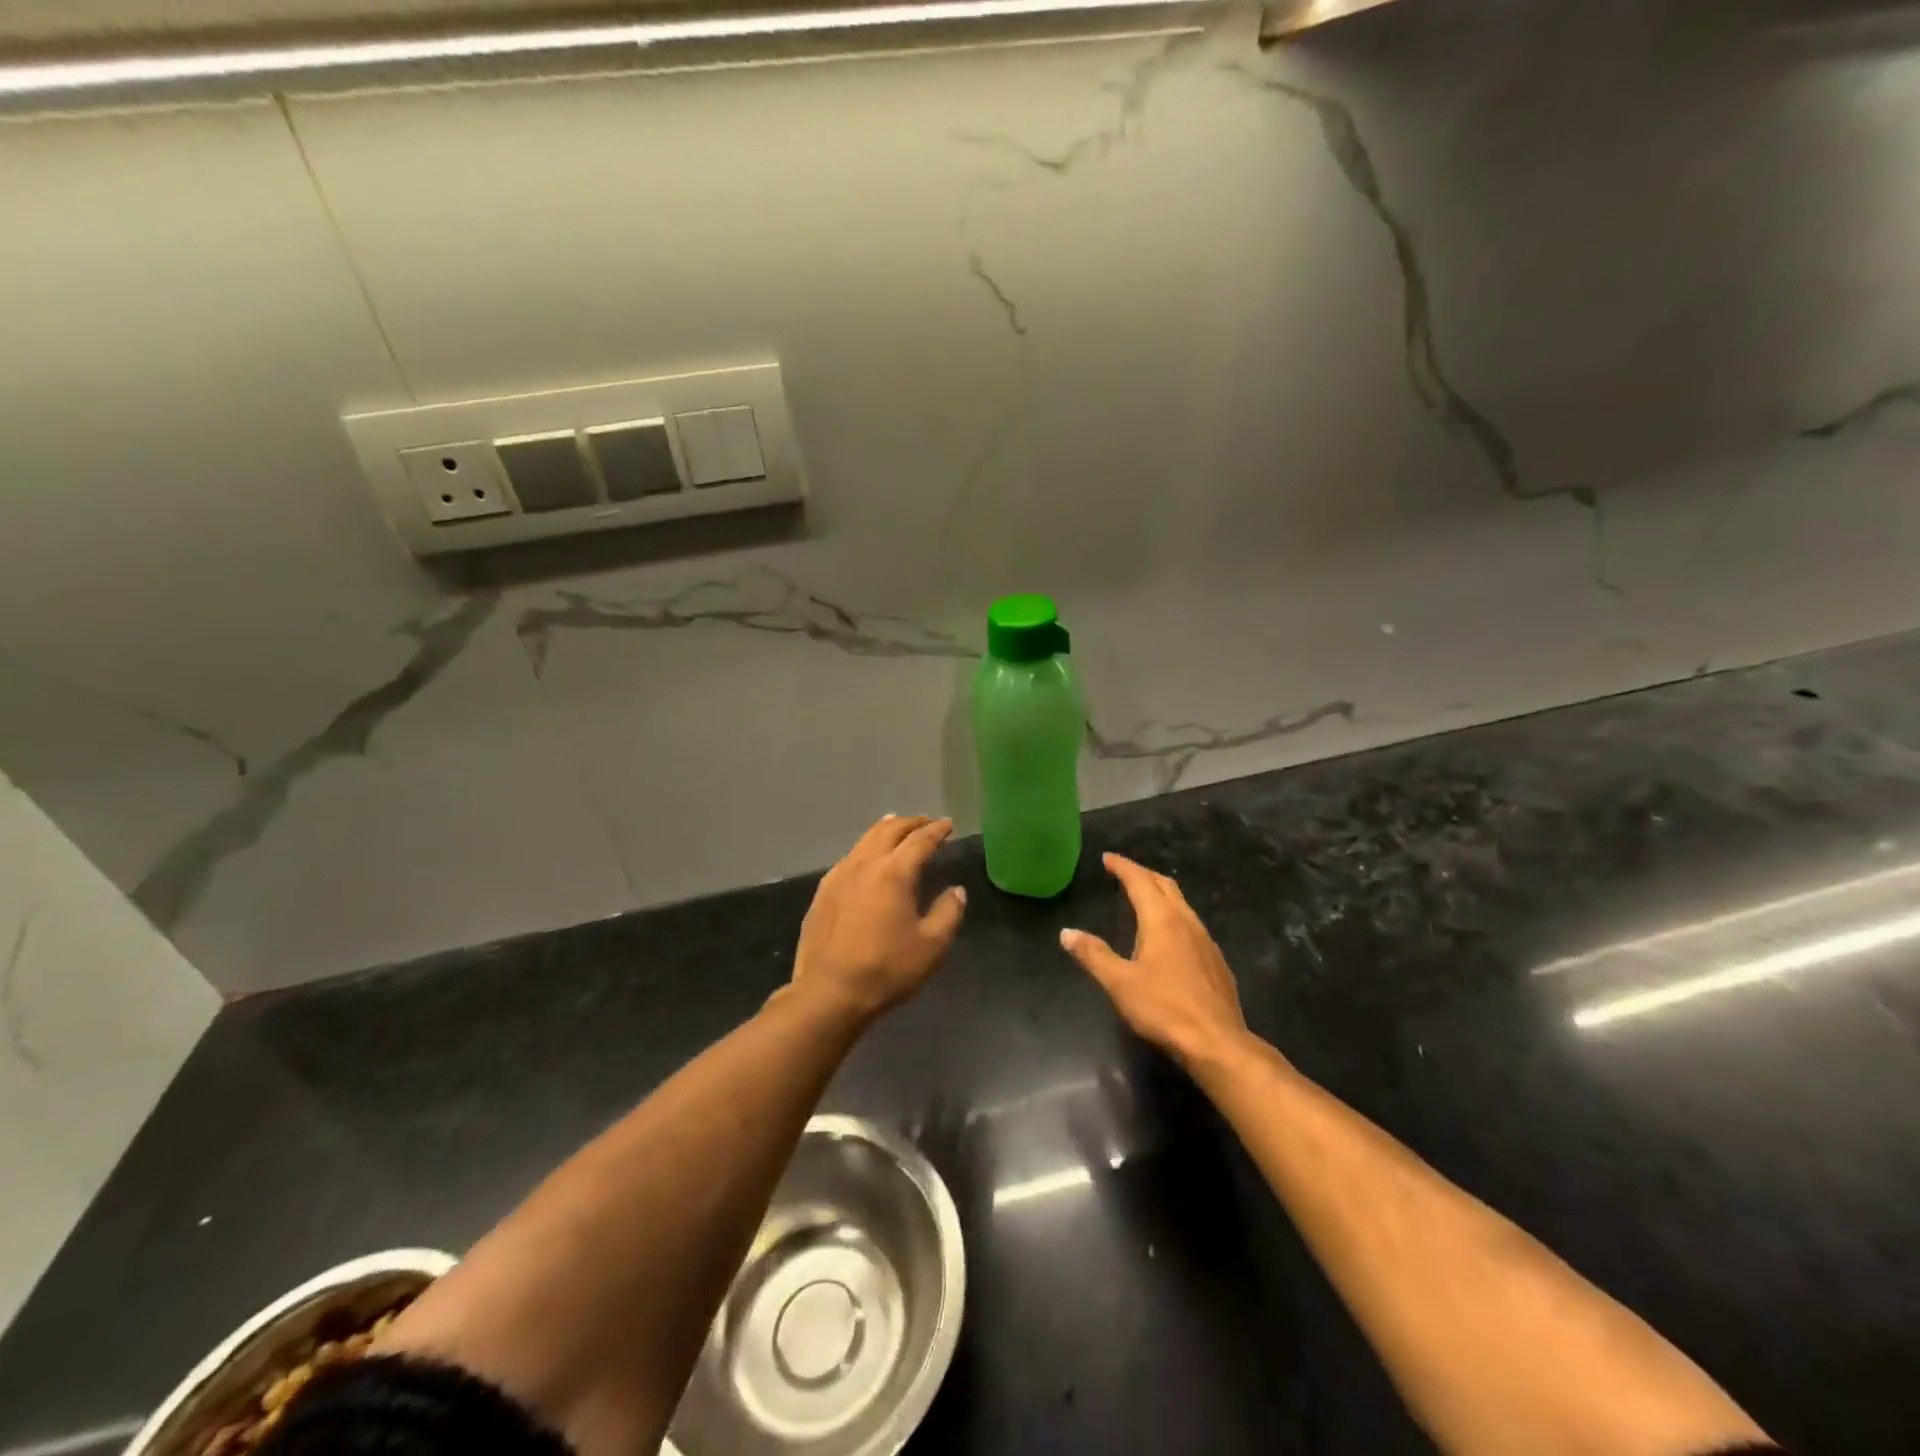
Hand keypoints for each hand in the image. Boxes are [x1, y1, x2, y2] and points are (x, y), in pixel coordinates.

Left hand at [789, 815, 967, 1021]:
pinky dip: (865, 848)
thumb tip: (956, 891)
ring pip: (865, 840)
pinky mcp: (823, 892)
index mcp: (894, 872)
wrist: (828, 993)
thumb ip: (948, 913)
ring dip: (886, 830)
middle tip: (926, 823)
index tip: (948, 825)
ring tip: (896, 826)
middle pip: (889, 830)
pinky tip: (866, 858)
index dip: (937, 830)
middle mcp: (865, 864)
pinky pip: (849, 857)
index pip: (920, 840)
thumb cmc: (886, 969)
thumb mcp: (932, 946)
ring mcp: (839, 876)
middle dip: (911, 823)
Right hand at [1060, 852, 1247, 1067]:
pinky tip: (1169, 935)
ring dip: (1160, 893)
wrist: (1217, 1042)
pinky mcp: (1216, 961)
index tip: (1107, 858)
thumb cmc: (1164, 1009)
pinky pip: (1191, 924)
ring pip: (1181, 904)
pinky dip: (1174, 915)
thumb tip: (1067, 933)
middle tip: (1123, 872)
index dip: (1122, 867)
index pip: (1139, 881)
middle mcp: (1186, 922)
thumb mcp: (1119, 983)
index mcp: (1161, 920)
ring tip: (1144, 897)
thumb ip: (1093, 955)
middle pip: (1165, 886)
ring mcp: (1206, 941)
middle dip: (1143, 874)